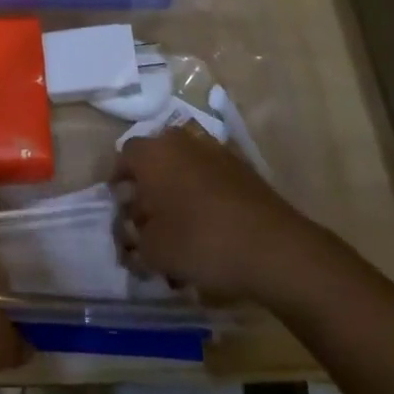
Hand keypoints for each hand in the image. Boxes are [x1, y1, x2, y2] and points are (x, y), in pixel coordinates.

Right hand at [114, 127, 325, 301]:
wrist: (274, 247)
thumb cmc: (201, 242)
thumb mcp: (154, 251)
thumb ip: (134, 241)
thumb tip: (131, 236)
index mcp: (152, 153)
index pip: (123, 157)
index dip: (119, 184)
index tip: (121, 211)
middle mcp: (179, 142)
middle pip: (154, 160)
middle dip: (148, 188)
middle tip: (148, 220)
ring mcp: (214, 151)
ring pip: (183, 168)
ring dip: (176, 192)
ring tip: (180, 230)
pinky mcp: (241, 168)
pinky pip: (209, 178)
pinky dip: (203, 197)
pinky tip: (209, 230)